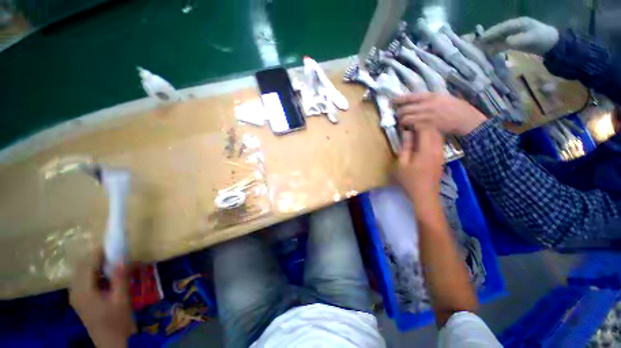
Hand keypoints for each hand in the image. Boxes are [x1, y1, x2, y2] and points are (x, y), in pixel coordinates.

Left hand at [69, 250, 134, 347]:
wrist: (110, 343)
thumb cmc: (117, 321)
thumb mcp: (122, 300)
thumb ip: (120, 278)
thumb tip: (122, 257)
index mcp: (83, 291)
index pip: (88, 264)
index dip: (100, 253)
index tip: (114, 244)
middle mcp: (75, 291)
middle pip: (83, 267)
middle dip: (98, 257)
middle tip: (116, 253)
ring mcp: (75, 296)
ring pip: (82, 272)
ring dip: (96, 265)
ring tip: (113, 263)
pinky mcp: (79, 299)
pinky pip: (84, 279)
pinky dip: (94, 273)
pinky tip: (106, 276)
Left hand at [394, 93, 486, 135]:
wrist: (466, 119)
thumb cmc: (457, 107)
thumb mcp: (444, 97)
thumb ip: (429, 99)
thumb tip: (416, 100)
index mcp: (431, 96)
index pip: (410, 96)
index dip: (399, 99)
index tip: (392, 100)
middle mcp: (426, 105)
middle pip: (404, 109)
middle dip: (398, 113)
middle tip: (398, 116)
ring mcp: (425, 117)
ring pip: (405, 119)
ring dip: (401, 122)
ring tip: (402, 123)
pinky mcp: (426, 127)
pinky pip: (411, 127)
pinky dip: (407, 128)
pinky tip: (408, 129)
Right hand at [395, 124, 444, 200]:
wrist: (425, 195)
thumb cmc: (410, 180)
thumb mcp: (402, 164)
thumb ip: (405, 147)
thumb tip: (407, 133)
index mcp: (427, 149)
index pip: (425, 128)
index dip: (416, 122)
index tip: (407, 121)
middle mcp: (437, 148)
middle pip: (434, 129)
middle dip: (423, 123)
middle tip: (411, 124)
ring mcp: (441, 153)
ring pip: (438, 134)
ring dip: (428, 129)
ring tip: (415, 130)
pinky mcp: (441, 157)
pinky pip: (438, 141)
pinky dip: (431, 136)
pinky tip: (422, 140)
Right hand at [479, 17, 558, 55]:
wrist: (553, 44)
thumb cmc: (542, 40)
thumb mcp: (532, 39)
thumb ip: (519, 39)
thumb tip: (506, 41)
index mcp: (518, 23)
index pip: (502, 27)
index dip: (491, 33)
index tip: (480, 39)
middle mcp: (515, 27)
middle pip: (498, 32)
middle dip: (487, 37)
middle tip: (475, 44)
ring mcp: (515, 33)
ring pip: (499, 37)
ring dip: (490, 42)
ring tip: (479, 49)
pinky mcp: (515, 40)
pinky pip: (502, 43)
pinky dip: (495, 47)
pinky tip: (490, 52)